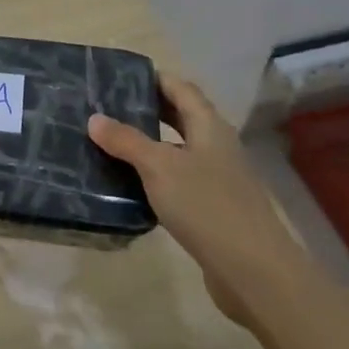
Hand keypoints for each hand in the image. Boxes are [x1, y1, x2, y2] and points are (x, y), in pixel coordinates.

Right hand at [89, 74, 307, 329]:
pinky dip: (157, 176)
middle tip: (109, 107)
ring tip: (112, 143)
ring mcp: (218, 178)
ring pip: (179, 150)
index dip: (154, 78)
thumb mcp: (158, 167)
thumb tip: (94, 118)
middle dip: (149, 109)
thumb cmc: (206, 205)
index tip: (120, 77)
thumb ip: (126, 140)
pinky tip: (132, 185)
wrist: (254, 271)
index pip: (180, 88)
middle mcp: (216, 146)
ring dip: (150, 144)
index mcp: (209, 126)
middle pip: (181, 117)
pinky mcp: (213, 208)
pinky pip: (180, 180)